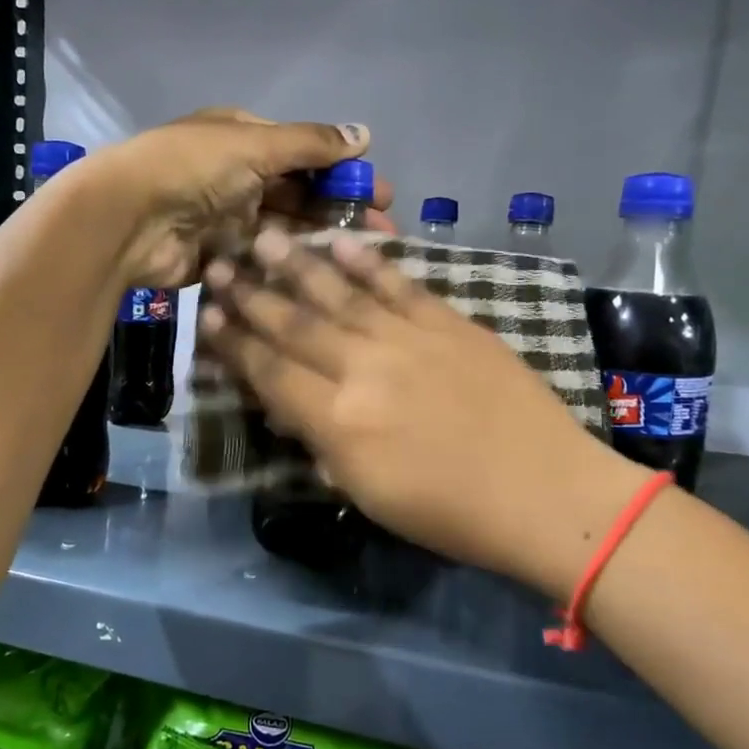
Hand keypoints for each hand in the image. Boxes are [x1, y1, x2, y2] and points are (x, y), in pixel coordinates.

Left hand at [85, 108, 394, 288]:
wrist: (127, 219)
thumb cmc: (192, 168)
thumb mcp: (254, 144)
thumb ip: (310, 144)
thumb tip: (365, 135)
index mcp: (243, 137)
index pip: (305, 154)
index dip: (344, 173)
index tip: (382, 196)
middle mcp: (237, 175)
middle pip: (299, 194)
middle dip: (340, 212)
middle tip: (381, 236)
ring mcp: (227, 217)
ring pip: (284, 228)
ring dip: (319, 240)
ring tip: (359, 262)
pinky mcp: (218, 255)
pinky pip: (261, 258)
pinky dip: (288, 263)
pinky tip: (321, 277)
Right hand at [198, 228, 643, 591]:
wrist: (543, 492)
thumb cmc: (450, 513)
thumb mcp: (367, 493)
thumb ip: (322, 443)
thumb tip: (290, 407)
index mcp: (338, 421)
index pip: (269, 372)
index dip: (233, 343)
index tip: (206, 317)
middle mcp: (363, 369)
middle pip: (294, 325)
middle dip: (250, 295)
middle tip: (218, 265)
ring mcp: (408, 339)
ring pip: (339, 294)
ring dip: (296, 264)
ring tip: (263, 236)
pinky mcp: (449, 323)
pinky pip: (399, 285)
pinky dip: (369, 261)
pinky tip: (341, 241)